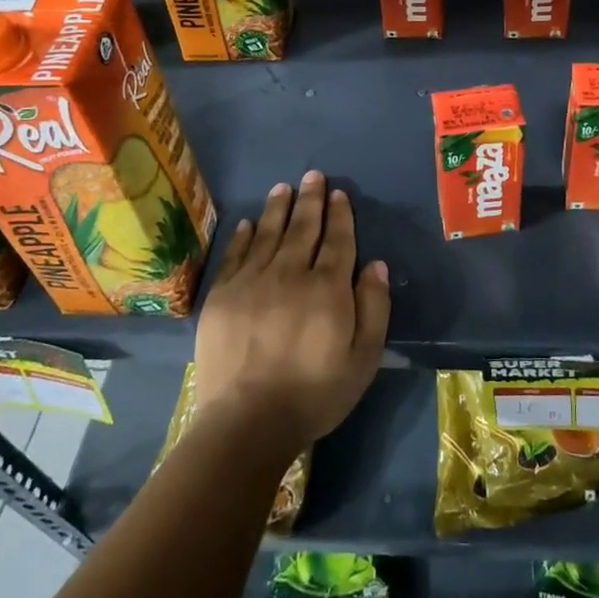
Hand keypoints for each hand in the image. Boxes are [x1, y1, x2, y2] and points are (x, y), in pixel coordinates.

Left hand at [192, 170, 389, 452]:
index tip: (339, 193)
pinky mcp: (222, 296)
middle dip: (310, 200)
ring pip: (268, 234)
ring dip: (278, 208)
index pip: (337, 241)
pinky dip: (244, 236)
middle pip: (303, 228)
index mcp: (328, 288)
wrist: (247, 422)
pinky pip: (235, 255)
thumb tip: (376, 265)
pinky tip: (250, 223)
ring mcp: (252, 282)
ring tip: (284, 187)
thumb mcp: (363, 359)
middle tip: (313, 175)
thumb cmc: (315, 394)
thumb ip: (374, 308)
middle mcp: (290, 274)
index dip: (340, 215)